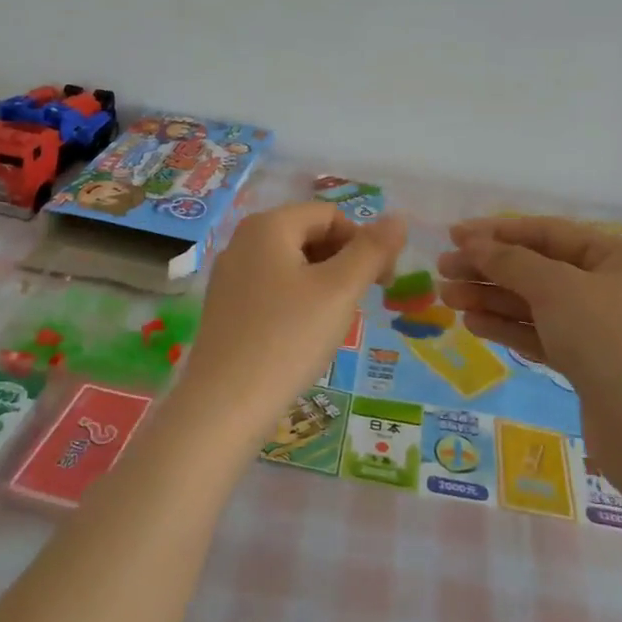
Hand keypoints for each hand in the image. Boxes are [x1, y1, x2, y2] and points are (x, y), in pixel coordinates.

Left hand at [177, 203, 405, 443]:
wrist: (224, 405)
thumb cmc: (288, 338)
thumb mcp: (339, 291)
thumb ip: (372, 250)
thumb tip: (398, 218)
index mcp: (268, 225)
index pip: (331, 215)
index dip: (363, 242)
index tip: (382, 282)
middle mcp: (243, 240)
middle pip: (309, 235)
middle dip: (343, 262)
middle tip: (360, 304)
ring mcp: (230, 275)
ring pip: (292, 264)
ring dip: (323, 284)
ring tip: (333, 322)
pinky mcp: (225, 307)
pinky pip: (272, 288)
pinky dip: (297, 301)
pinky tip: (304, 335)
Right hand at [437, 217, 621, 407]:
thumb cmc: (608, 338)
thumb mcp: (556, 288)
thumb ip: (510, 261)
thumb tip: (474, 244)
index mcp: (616, 255)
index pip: (547, 232)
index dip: (497, 232)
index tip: (454, 236)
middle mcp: (611, 285)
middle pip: (538, 268)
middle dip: (489, 268)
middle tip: (443, 270)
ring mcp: (600, 327)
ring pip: (536, 303)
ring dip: (491, 298)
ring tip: (447, 297)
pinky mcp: (588, 363)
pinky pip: (541, 334)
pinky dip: (508, 327)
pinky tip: (473, 324)